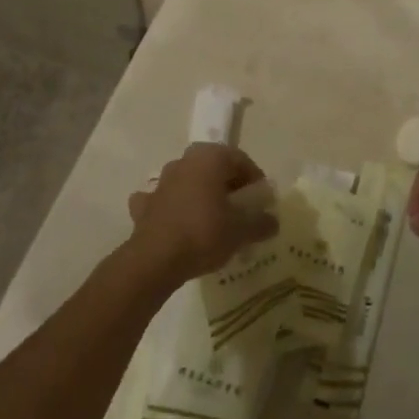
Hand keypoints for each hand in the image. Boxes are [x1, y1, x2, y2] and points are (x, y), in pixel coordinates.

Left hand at [125, 144, 277, 286]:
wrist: (155, 260)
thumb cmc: (204, 233)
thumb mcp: (242, 230)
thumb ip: (261, 223)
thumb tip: (273, 222)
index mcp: (210, 157)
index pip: (241, 160)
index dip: (255, 181)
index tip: (261, 202)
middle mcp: (185, 161)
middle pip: (214, 168)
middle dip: (228, 185)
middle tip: (239, 209)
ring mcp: (162, 181)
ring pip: (189, 181)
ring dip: (200, 194)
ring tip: (212, 219)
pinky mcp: (145, 204)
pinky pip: (165, 200)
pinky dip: (172, 207)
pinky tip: (178, 223)